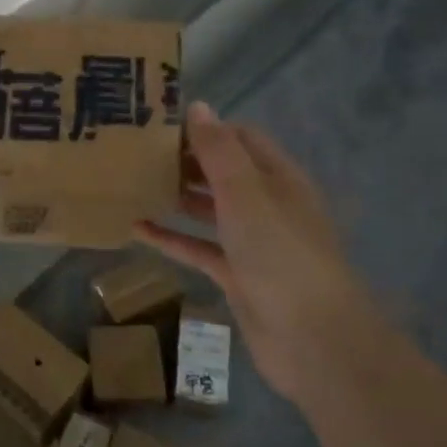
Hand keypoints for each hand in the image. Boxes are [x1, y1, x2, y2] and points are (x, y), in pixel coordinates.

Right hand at [136, 101, 378, 402]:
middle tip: (137, 151)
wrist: (313, 339)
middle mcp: (267, 205)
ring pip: (209, 210)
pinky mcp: (236, 275)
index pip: (241, 139)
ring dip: (176, 196)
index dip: (206, 128)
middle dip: (186, 161)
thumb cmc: (280, 255)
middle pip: (222, 172)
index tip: (160, 124)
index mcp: (278, 178)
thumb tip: (198, 106)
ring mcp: (252, 243)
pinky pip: (198, 248)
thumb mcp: (247, 194)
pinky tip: (136, 228)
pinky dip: (171, 238)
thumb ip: (219, 152)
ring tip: (133, 183)